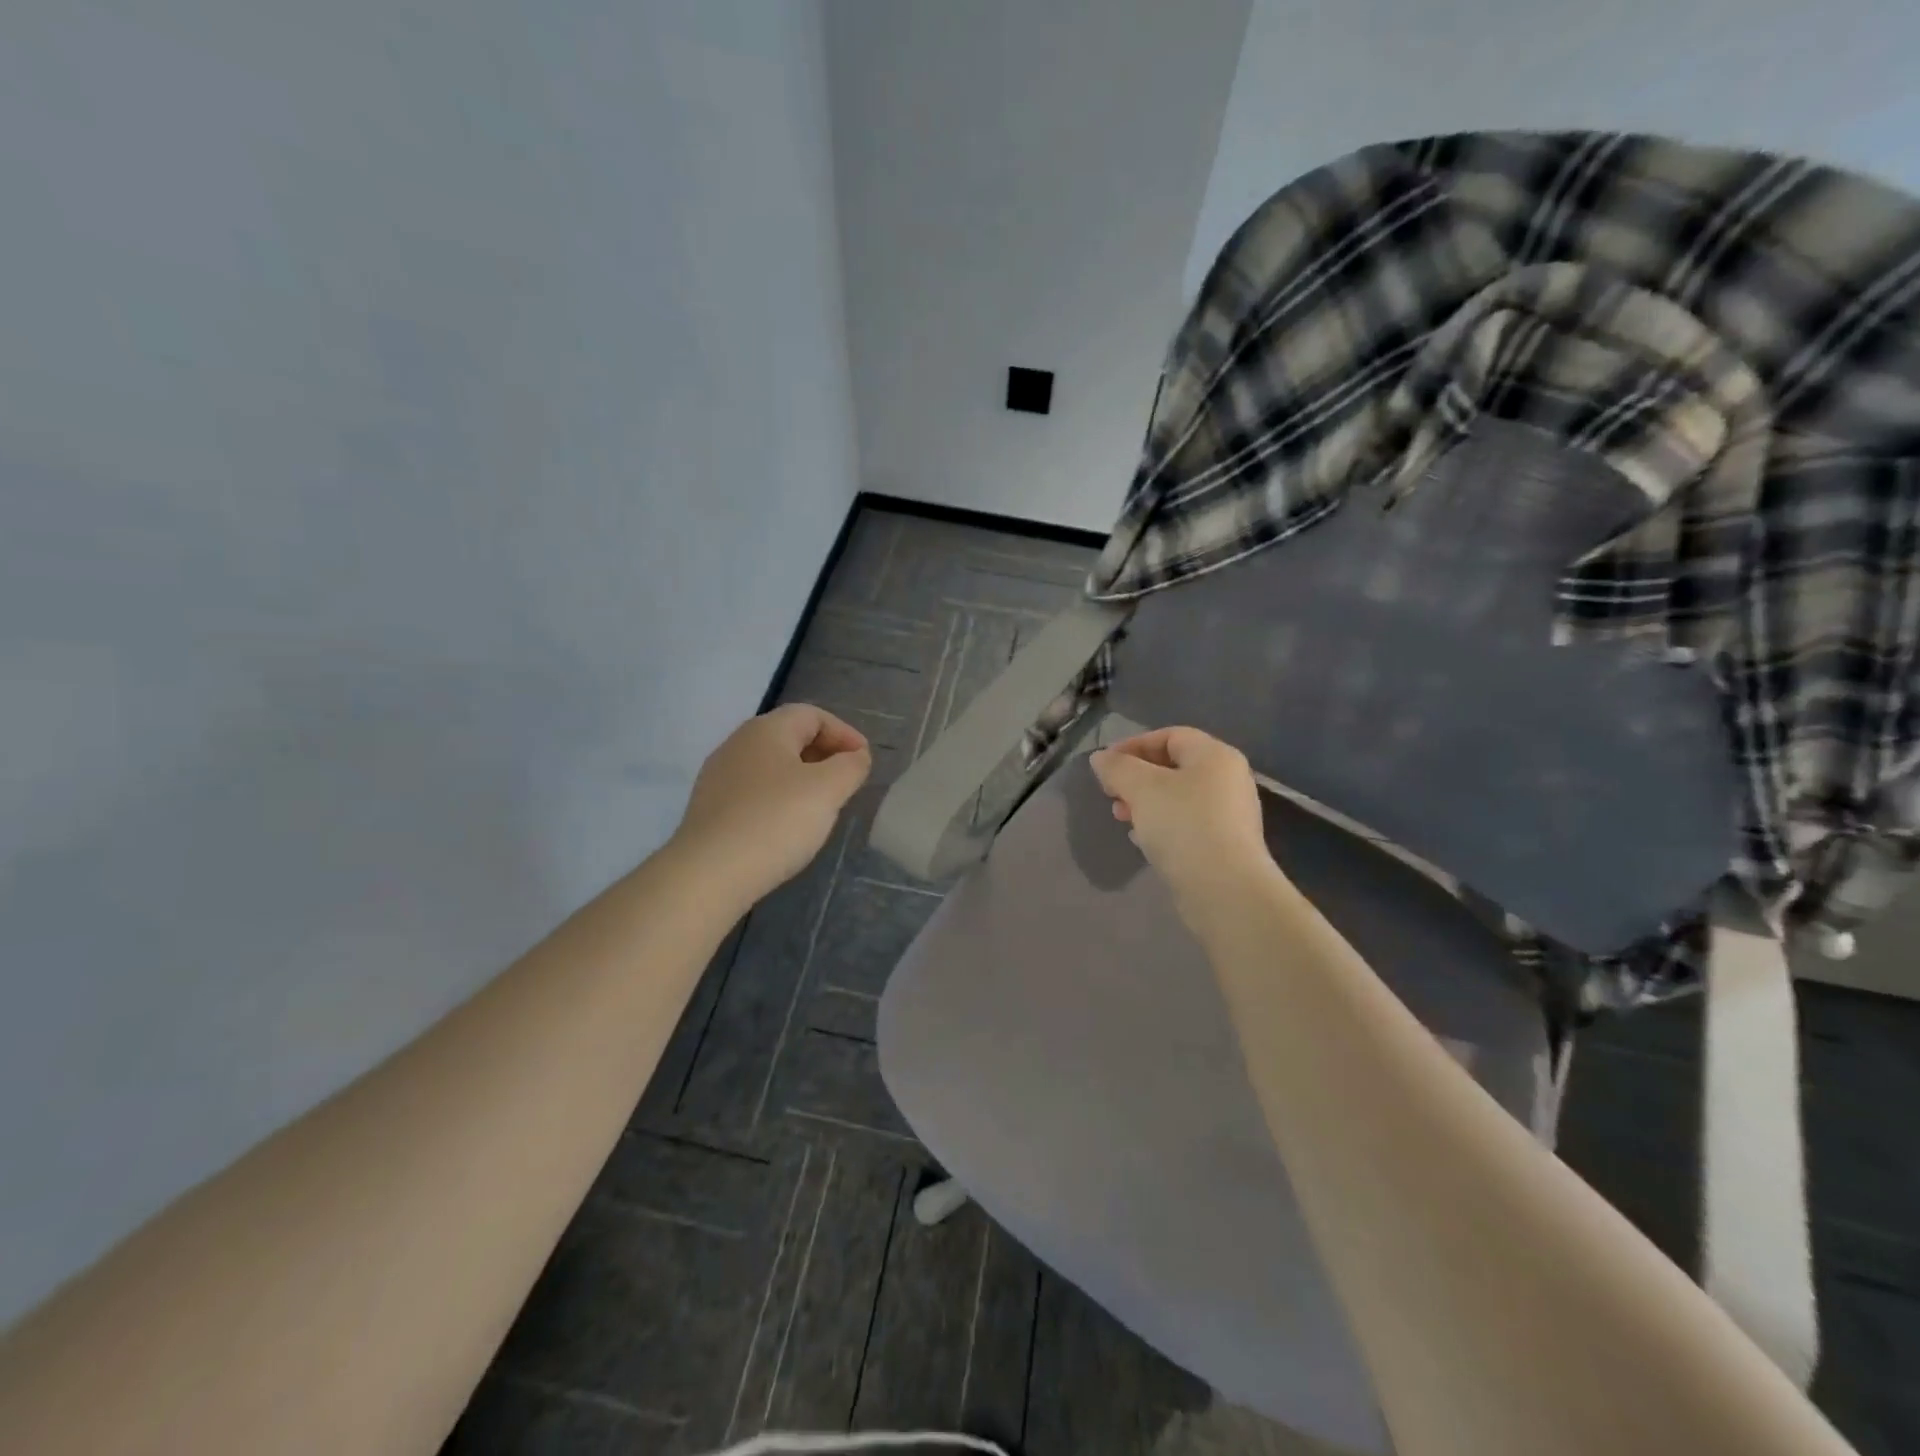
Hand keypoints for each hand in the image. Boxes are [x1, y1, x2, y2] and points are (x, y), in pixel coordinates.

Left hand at [671, 704, 871, 905]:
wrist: (709, 873)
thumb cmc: (776, 821)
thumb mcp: (828, 790)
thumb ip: (850, 766)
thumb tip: (856, 756)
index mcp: (766, 730)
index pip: (812, 715)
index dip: (844, 733)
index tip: (863, 761)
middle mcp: (738, 744)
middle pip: (789, 736)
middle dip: (824, 754)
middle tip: (846, 782)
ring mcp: (719, 776)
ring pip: (771, 765)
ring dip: (802, 778)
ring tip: (821, 806)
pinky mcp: (710, 808)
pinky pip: (754, 791)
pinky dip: (779, 798)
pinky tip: (788, 826)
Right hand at [1088, 727, 1276, 917]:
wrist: (1224, 890)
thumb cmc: (1183, 825)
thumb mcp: (1141, 788)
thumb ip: (1117, 767)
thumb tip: (1101, 758)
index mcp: (1215, 756)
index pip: (1170, 736)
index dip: (1133, 745)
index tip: (1104, 766)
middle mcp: (1228, 780)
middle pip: (1174, 767)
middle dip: (1136, 778)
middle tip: (1110, 794)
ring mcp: (1229, 815)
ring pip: (1178, 798)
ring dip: (1145, 803)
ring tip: (1121, 818)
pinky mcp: (1224, 846)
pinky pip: (1186, 824)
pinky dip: (1161, 825)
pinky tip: (1141, 840)